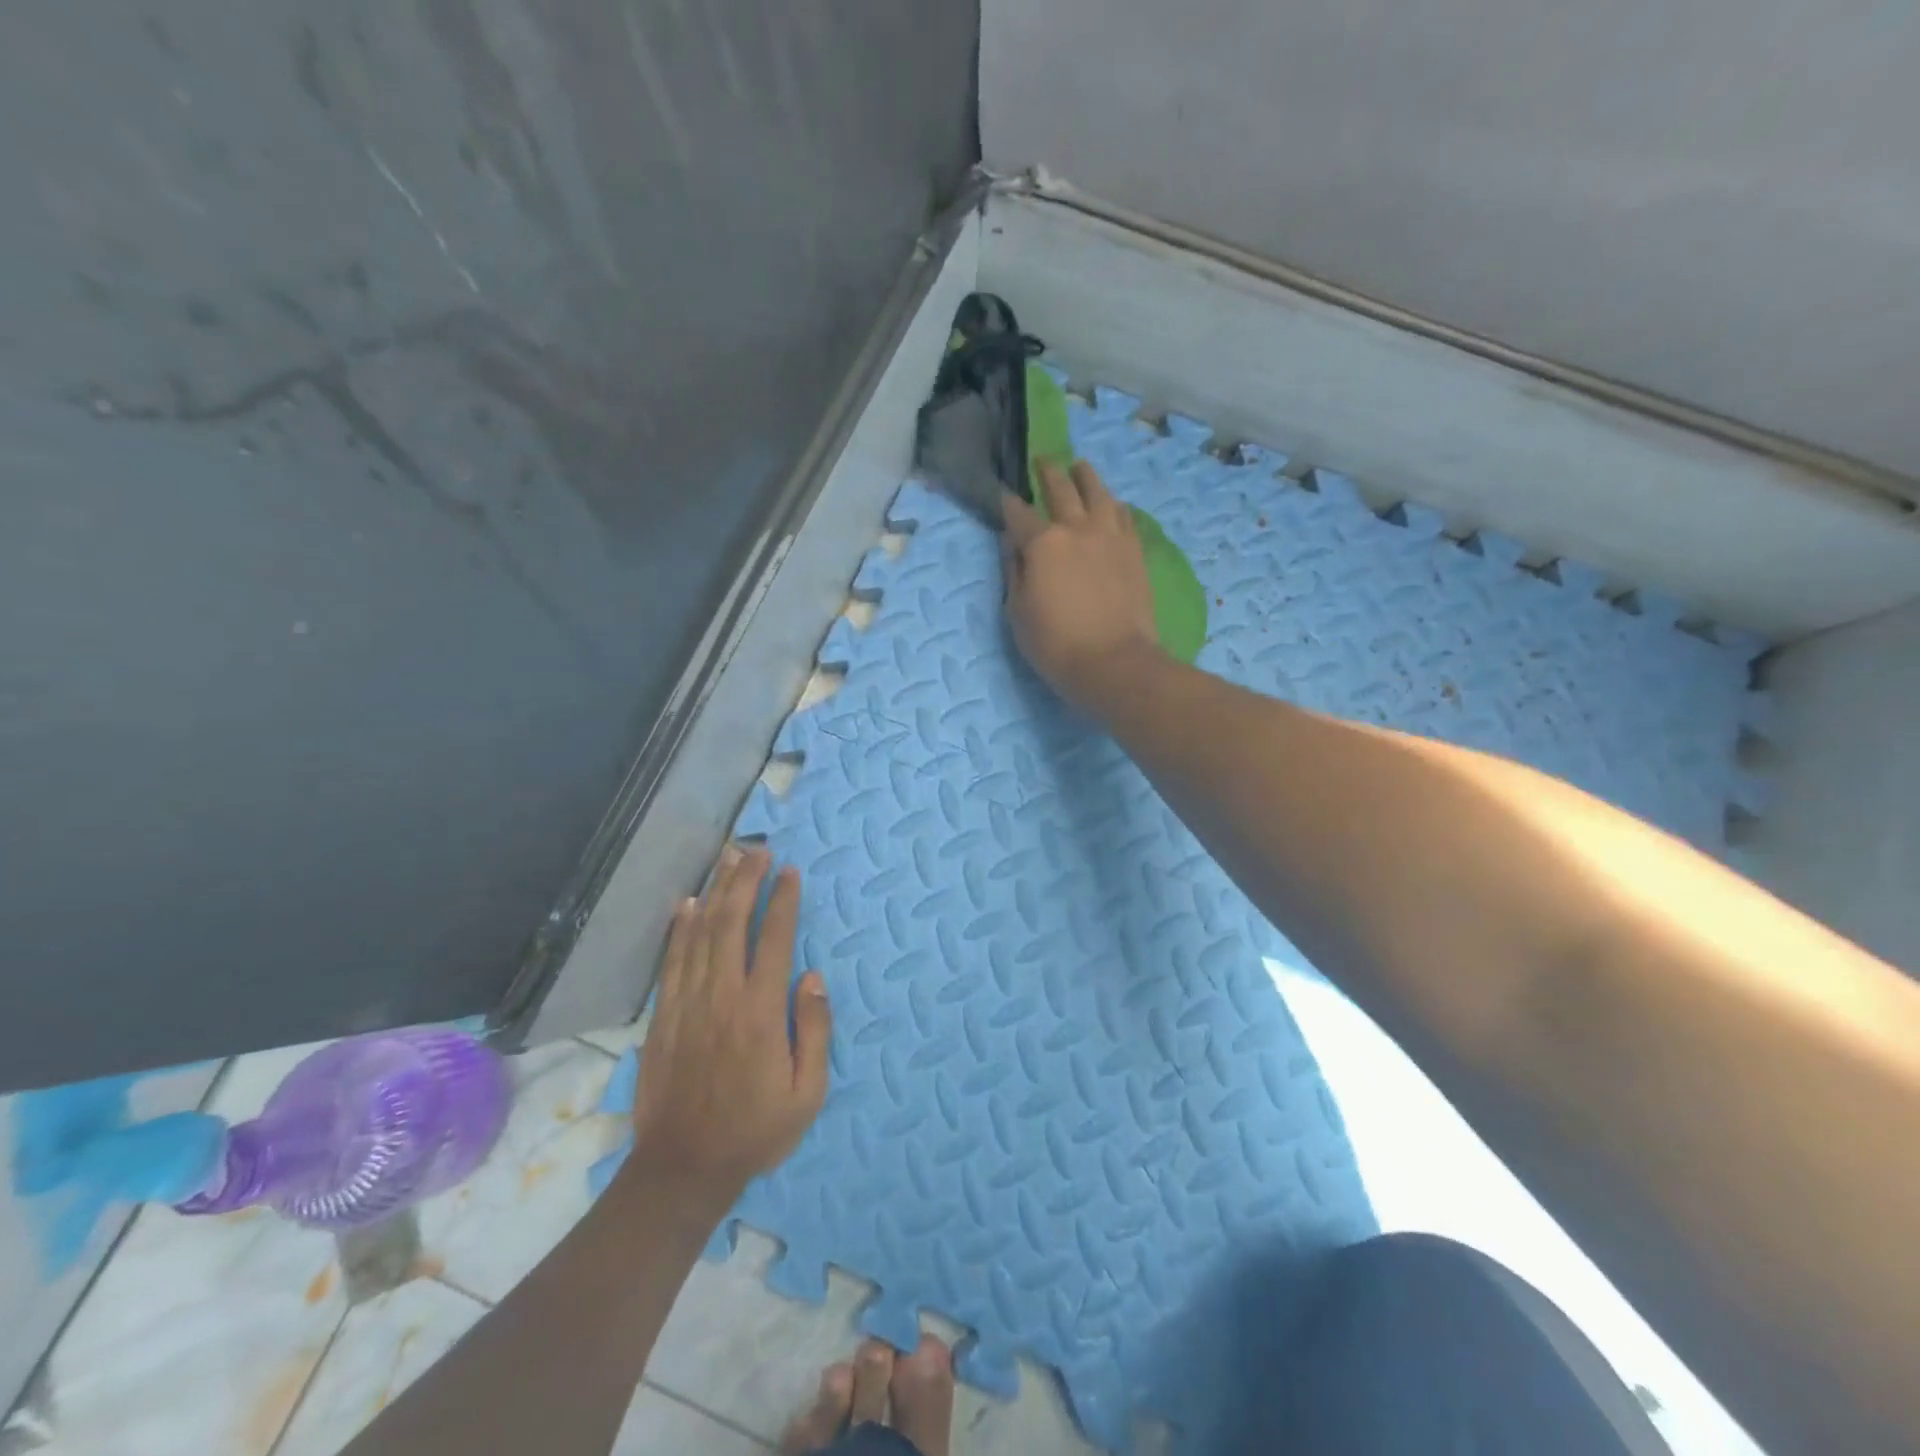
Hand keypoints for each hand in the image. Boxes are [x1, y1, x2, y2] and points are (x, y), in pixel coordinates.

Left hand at [629, 846, 831, 1205]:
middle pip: (732, 923)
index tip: (790, 872)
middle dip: (746, 881)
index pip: (774, 940)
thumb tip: (813, 978)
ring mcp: (688, 1005)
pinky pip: (672, 961)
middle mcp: (722, 998)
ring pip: (701, 934)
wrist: (684, 1169)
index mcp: (761, 1013)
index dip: (783, 901)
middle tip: (756, 849)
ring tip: (727, 860)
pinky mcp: (664, 1017)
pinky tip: (688, 903)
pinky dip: (681, 928)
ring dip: (716, 892)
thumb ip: (814, 1031)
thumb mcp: (807, 1093)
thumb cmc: (756, 1131)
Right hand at [1002, 461, 1161, 710]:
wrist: (1113, 662)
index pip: (1018, 514)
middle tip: (1042, 461)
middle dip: (1048, 473)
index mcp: (1043, 543)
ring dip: (1085, 476)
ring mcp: (1111, 536)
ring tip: (1080, 468)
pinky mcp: (1134, 550)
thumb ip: (1014, 572)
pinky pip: (1124, 516)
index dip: (1007, 503)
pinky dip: (1113, 505)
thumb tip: (1012, 544)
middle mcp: (1077, 528)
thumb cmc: (1055, 644)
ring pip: (1098, 492)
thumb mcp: (1017, 613)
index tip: (1003, 494)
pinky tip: (1111, 504)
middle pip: (1061, 489)